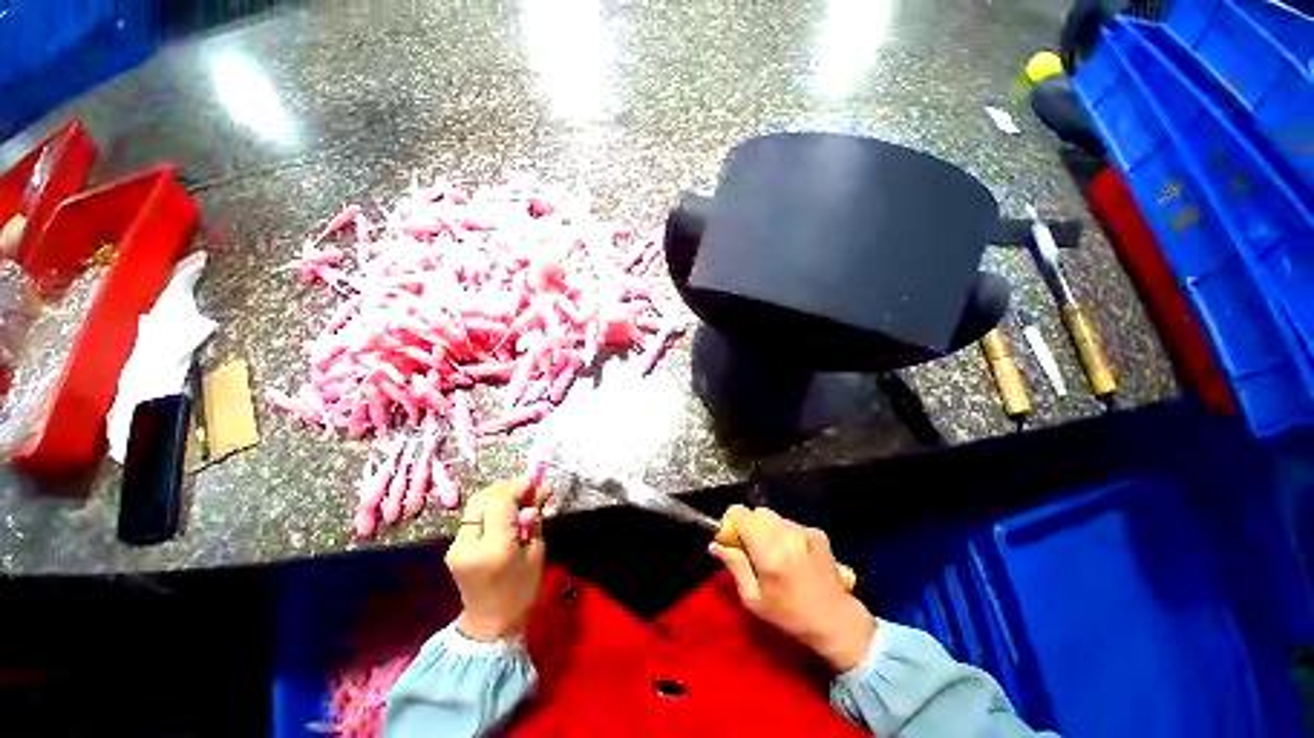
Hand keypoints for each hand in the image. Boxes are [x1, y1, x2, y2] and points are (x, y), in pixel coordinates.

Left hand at [446, 478, 551, 641]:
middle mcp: (468, 544)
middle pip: (483, 499)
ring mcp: (456, 546)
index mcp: (493, 548)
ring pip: (477, 505)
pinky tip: (507, 515)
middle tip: (529, 491)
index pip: (500, 502)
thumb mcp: (536, 552)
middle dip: (507, 489)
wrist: (490, 625)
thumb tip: (540, 490)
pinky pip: (474, 517)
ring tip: (521, 501)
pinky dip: (491, 509)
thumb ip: (534, 518)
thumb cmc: (521, 590)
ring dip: (499, 497)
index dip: (518, 487)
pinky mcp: (454, 547)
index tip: (537, 482)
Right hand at [710, 505, 874, 671]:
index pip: (740, 513)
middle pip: (756, 512)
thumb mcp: (754, 599)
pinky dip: (784, 533)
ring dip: (766, 529)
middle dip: (749, 526)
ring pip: (773, 516)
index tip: (732, 540)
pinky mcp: (817, 532)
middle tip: (751, 549)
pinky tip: (792, 555)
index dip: (731, 522)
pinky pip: (790, 523)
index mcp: (769, 550)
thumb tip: (714, 545)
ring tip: (773, 554)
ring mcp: (804, 531)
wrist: (837, 622)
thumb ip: (734, 566)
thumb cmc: (790, 616)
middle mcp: (787, 534)